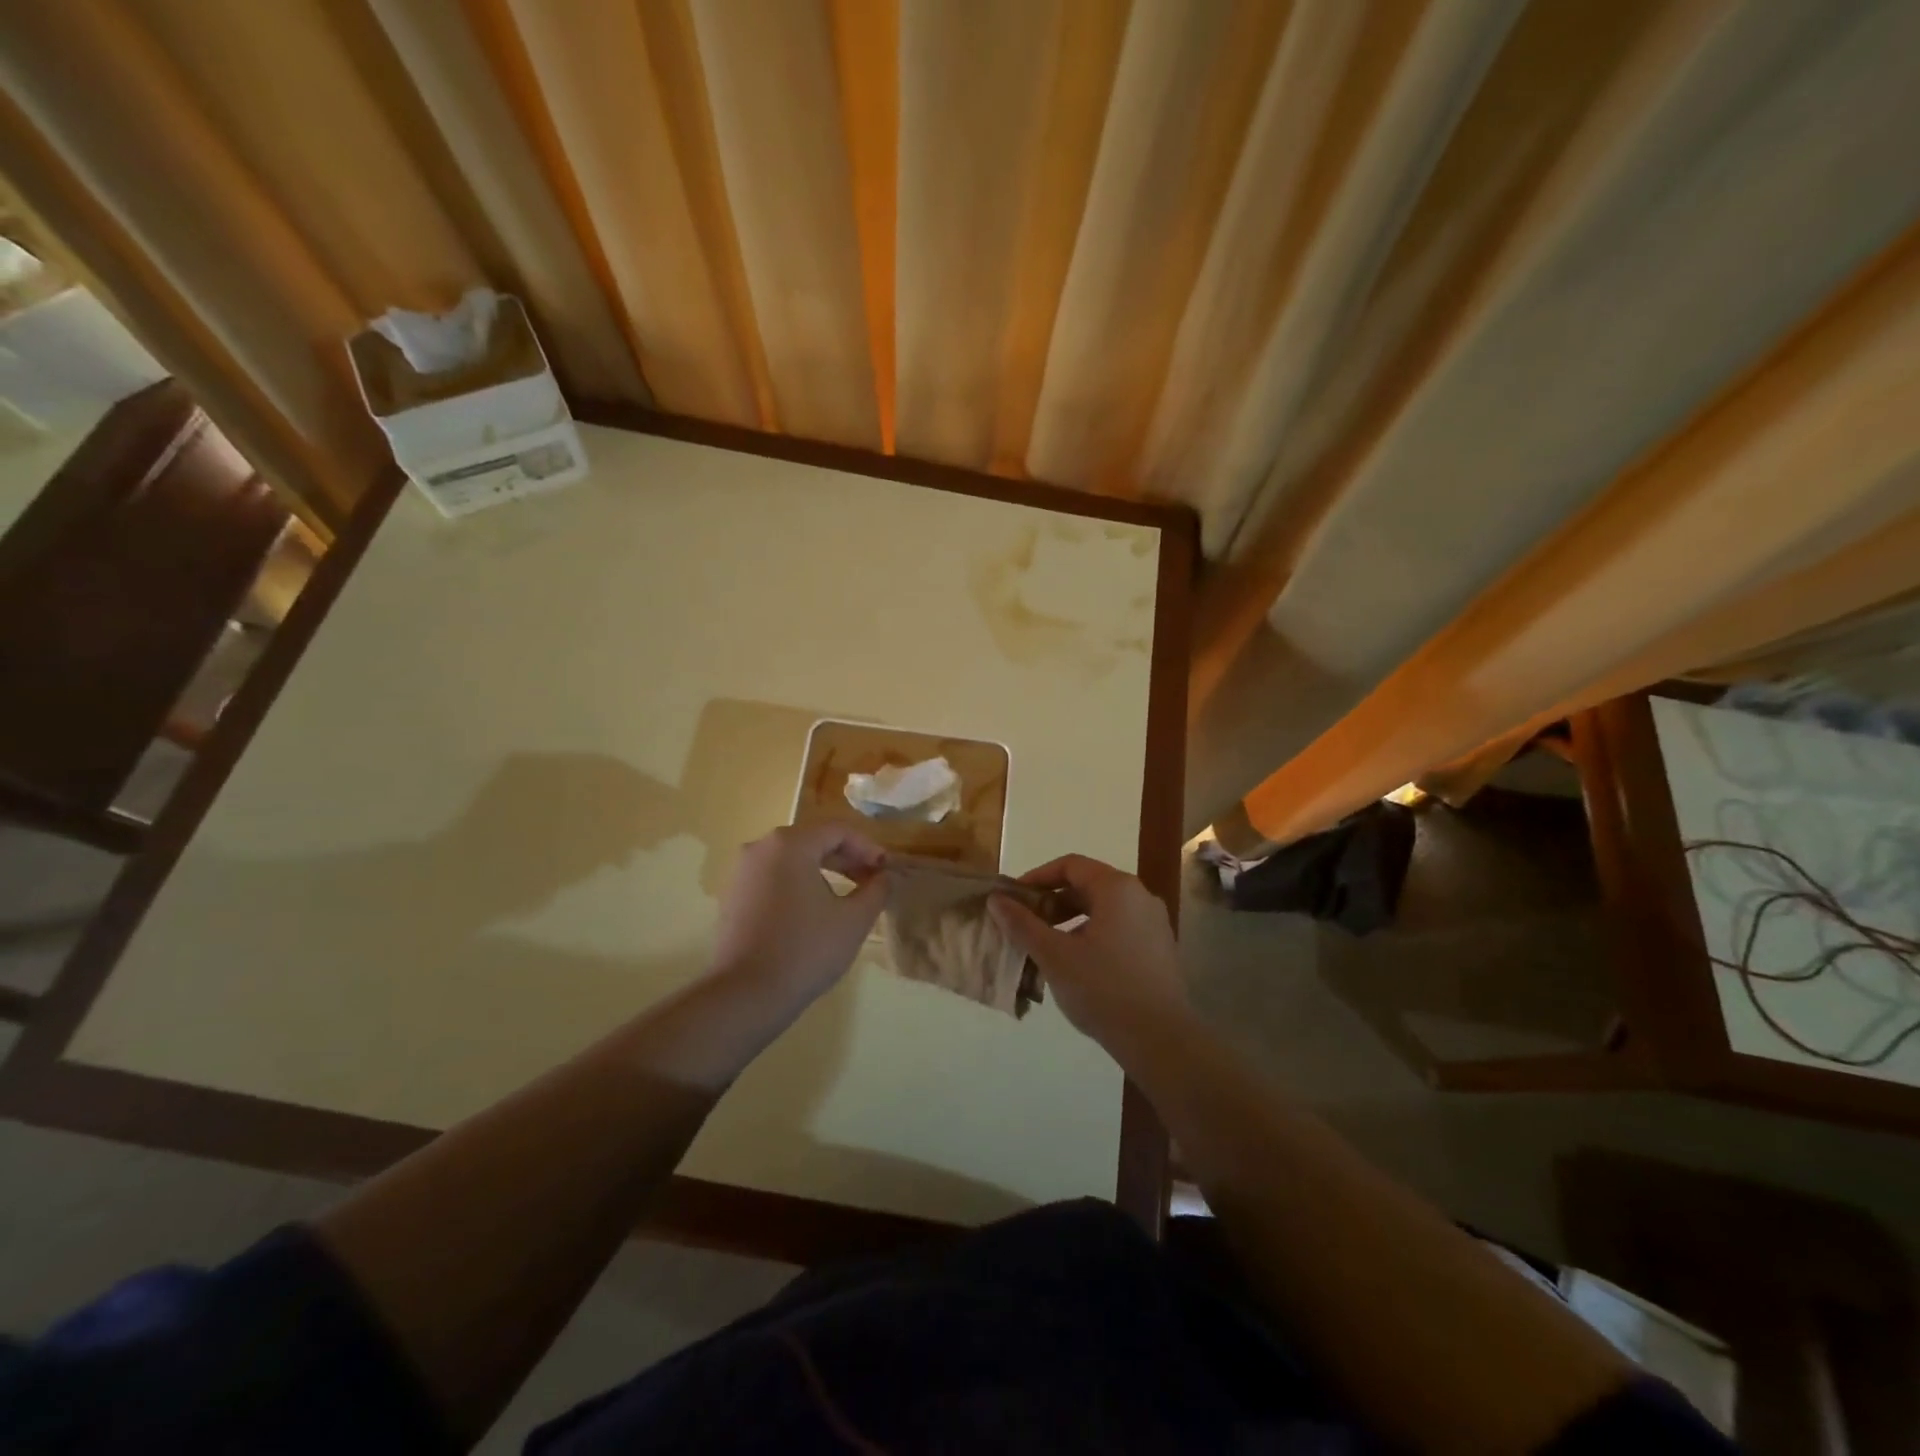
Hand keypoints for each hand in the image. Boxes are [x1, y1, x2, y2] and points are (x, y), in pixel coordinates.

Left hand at [710, 824, 888, 1003]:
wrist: (745, 995)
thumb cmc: (806, 950)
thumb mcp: (854, 920)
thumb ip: (876, 890)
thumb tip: (883, 877)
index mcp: (790, 844)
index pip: (838, 831)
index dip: (868, 848)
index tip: (886, 870)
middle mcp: (760, 847)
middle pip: (813, 841)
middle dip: (847, 859)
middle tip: (872, 881)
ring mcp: (742, 872)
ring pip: (792, 860)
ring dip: (824, 871)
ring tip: (847, 896)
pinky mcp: (733, 897)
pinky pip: (774, 878)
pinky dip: (799, 885)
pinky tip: (815, 911)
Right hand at [988, 855, 1187, 1051]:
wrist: (1160, 1039)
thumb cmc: (1103, 989)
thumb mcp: (1054, 955)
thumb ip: (1022, 924)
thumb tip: (996, 899)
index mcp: (1117, 888)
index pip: (1070, 865)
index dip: (1037, 877)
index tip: (1014, 899)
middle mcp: (1140, 896)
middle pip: (1087, 885)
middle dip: (1052, 902)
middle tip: (1025, 925)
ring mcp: (1153, 923)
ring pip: (1102, 909)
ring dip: (1070, 921)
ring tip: (1045, 947)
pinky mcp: (1158, 949)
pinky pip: (1118, 928)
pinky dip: (1091, 935)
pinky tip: (1074, 965)